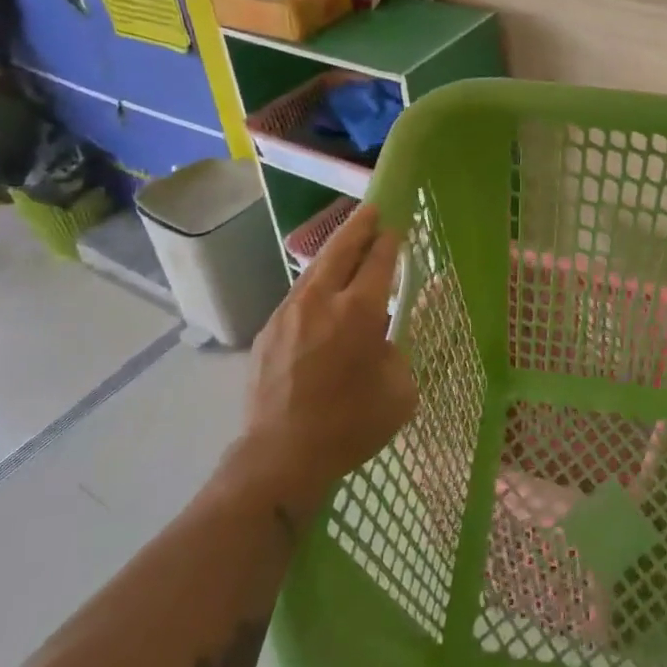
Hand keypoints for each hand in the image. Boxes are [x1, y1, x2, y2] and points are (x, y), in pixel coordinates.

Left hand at [238, 203, 416, 518]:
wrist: (280, 456)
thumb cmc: (349, 425)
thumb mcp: (399, 392)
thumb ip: (396, 354)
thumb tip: (383, 339)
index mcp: (359, 312)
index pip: (378, 261)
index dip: (389, 241)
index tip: (396, 227)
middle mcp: (321, 301)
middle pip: (341, 250)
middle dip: (359, 227)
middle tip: (371, 210)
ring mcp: (288, 313)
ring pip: (314, 270)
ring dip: (333, 252)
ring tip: (346, 243)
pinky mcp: (267, 331)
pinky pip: (297, 297)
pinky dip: (314, 285)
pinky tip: (320, 294)